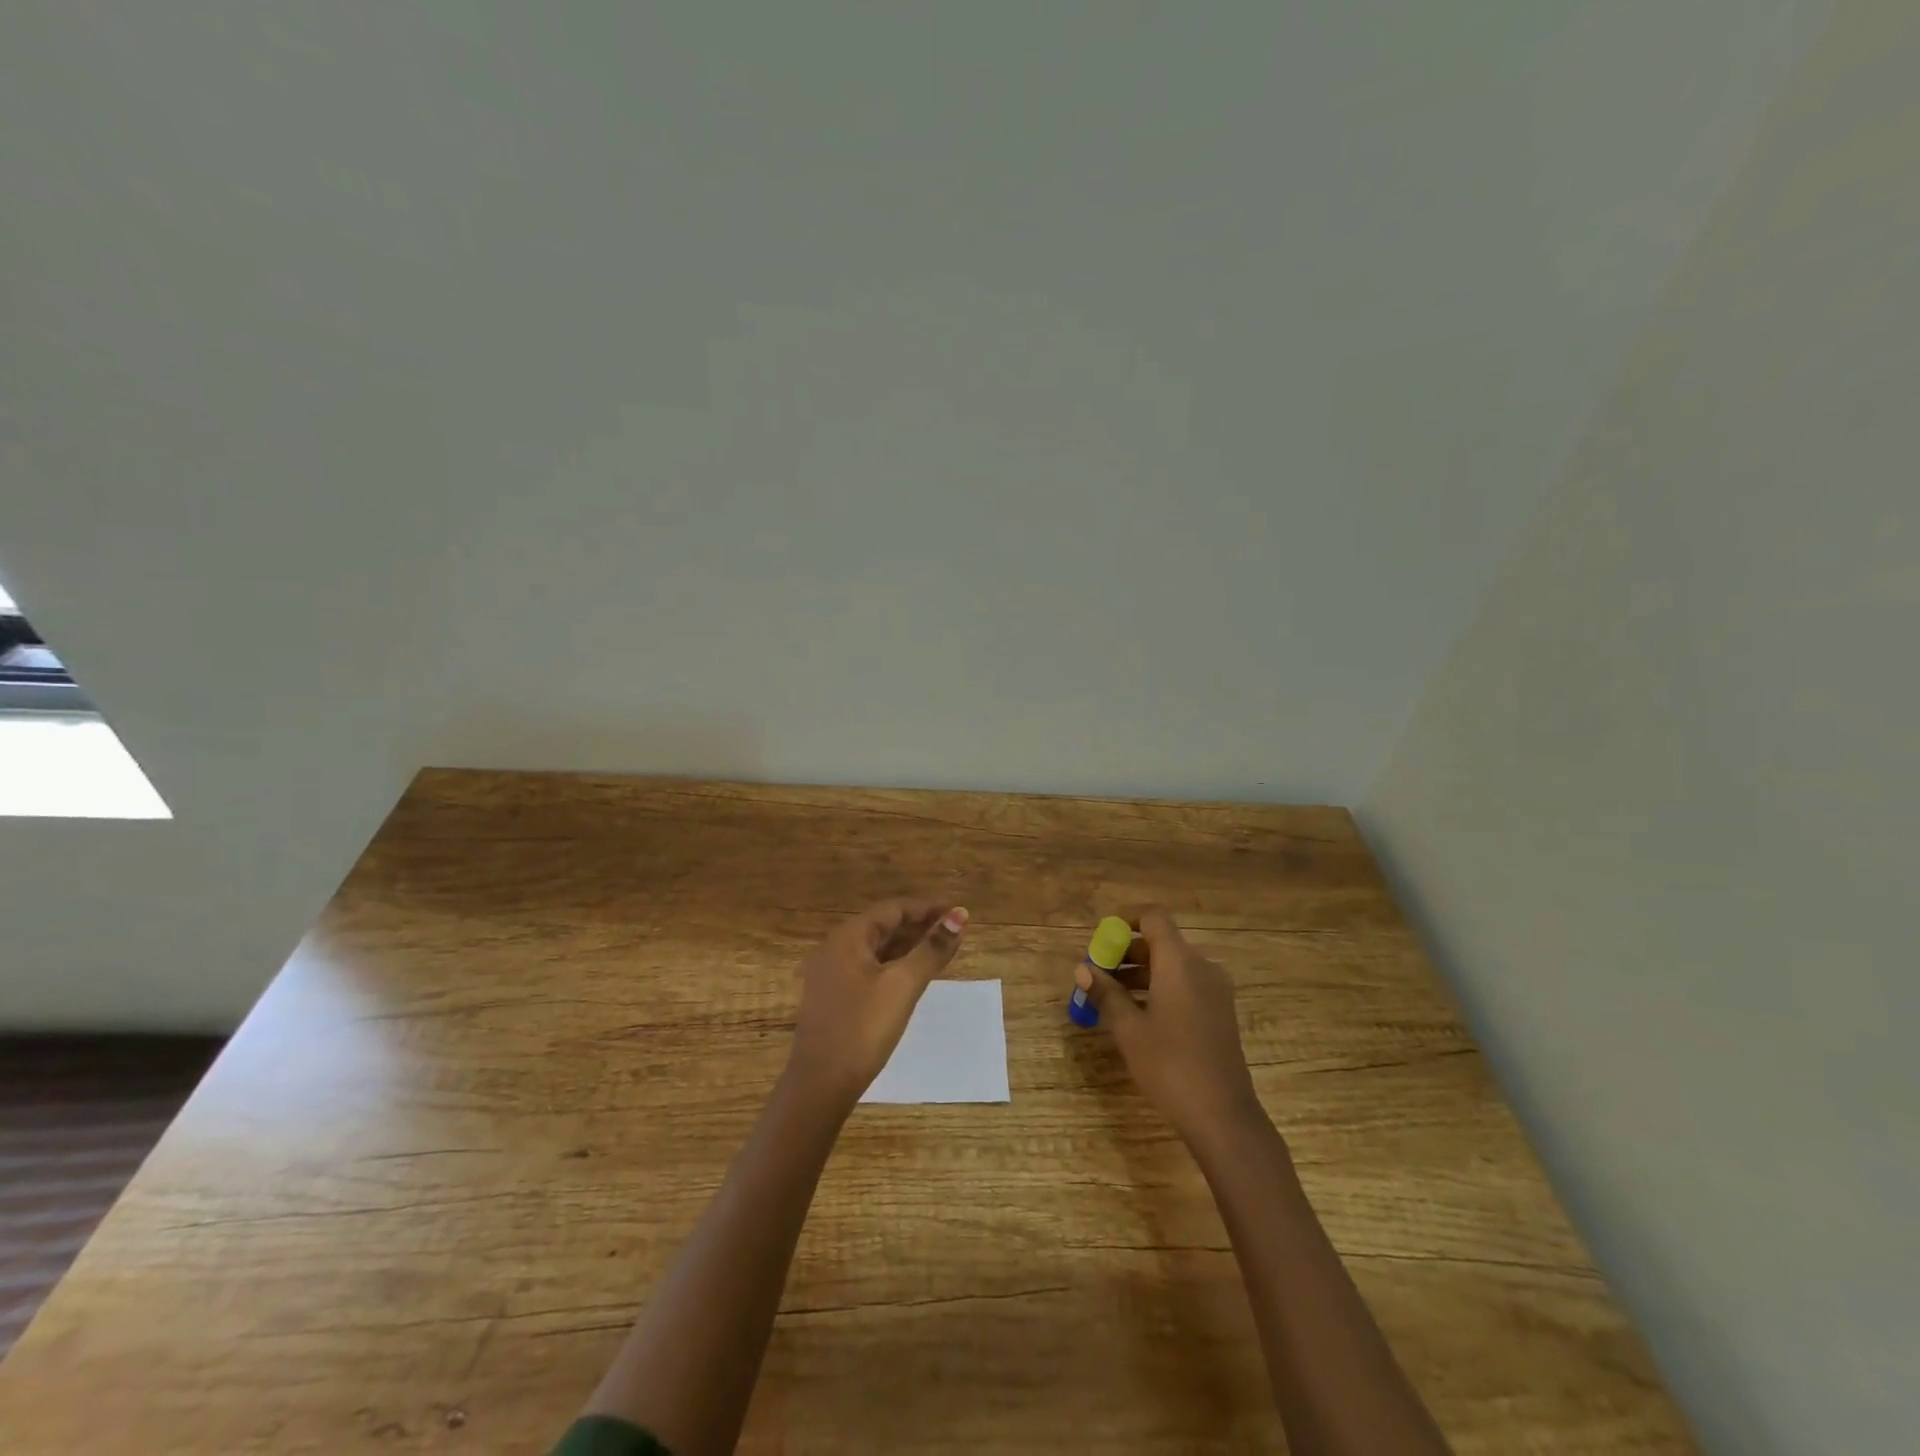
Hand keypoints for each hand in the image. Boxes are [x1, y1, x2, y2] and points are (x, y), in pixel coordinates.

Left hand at [789, 898, 968, 1105]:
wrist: (820, 1086)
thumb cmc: (863, 1029)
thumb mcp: (903, 986)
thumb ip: (932, 949)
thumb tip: (960, 916)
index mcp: (847, 938)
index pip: (893, 910)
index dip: (927, 908)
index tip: (958, 912)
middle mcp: (835, 948)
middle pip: (883, 926)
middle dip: (919, 926)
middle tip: (955, 930)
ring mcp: (831, 974)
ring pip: (876, 949)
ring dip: (908, 946)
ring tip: (941, 949)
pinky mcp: (834, 998)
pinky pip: (869, 968)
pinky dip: (894, 965)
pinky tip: (913, 975)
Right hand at [1074, 907, 1265, 1147]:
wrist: (1223, 1116)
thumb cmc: (1170, 1065)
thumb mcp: (1129, 1029)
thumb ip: (1105, 993)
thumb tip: (1083, 969)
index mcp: (1180, 962)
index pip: (1153, 917)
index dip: (1126, 919)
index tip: (1101, 938)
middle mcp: (1202, 967)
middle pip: (1161, 942)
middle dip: (1126, 953)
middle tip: (1097, 975)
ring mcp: (1215, 990)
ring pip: (1172, 966)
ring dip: (1140, 973)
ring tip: (1110, 998)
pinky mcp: (1220, 1012)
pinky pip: (1185, 985)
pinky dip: (1159, 988)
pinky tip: (1138, 1015)